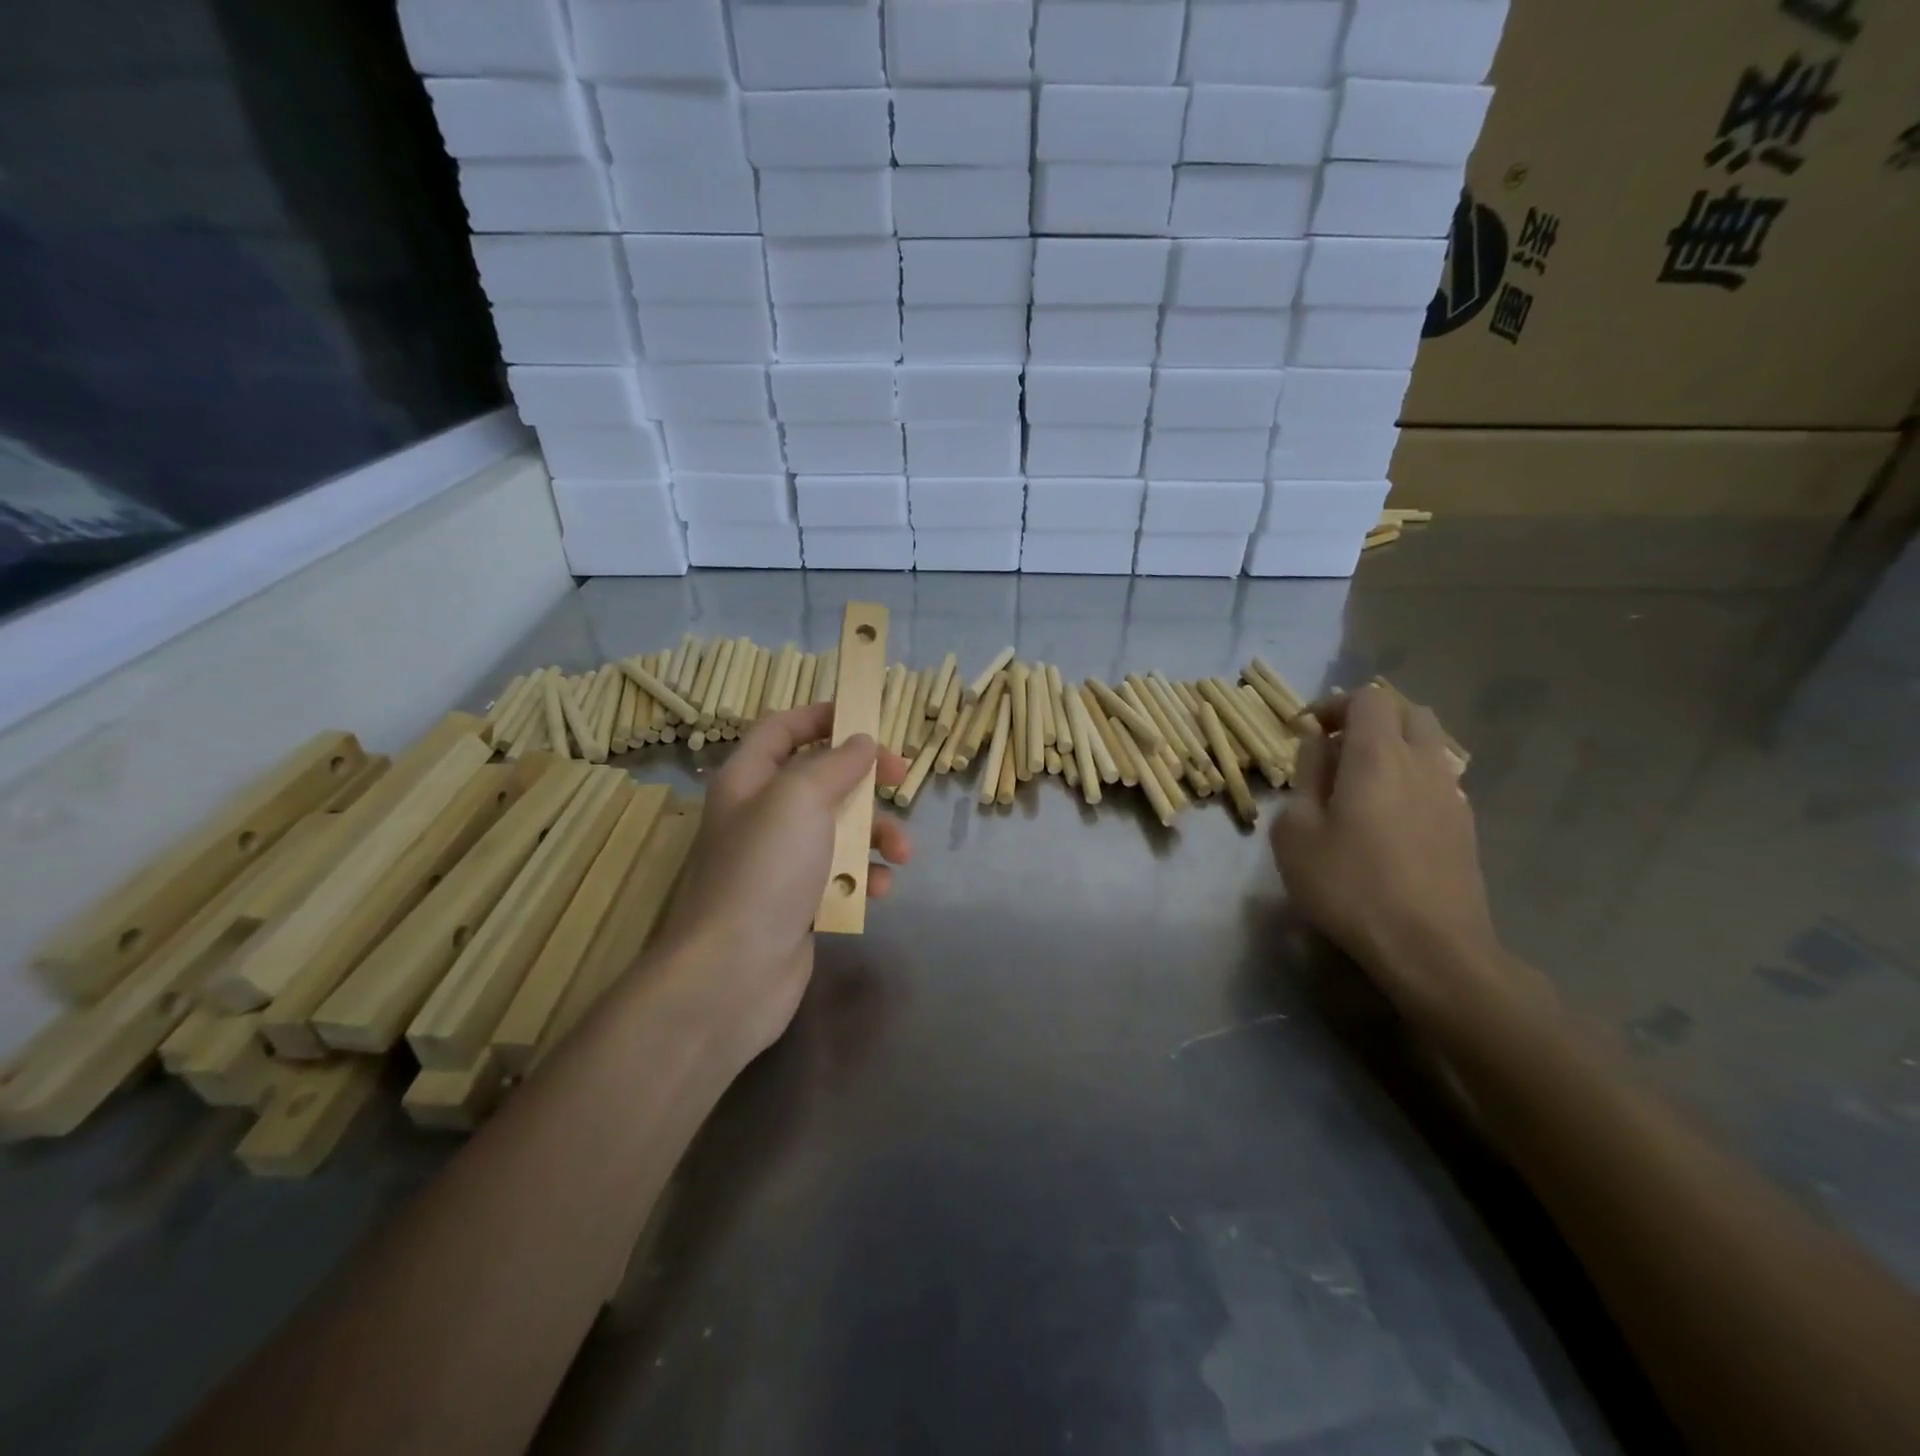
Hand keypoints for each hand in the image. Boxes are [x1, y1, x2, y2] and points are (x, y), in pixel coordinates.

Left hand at [656, 702, 910, 1067]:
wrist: (733, 973)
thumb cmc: (764, 871)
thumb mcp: (799, 800)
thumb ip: (835, 764)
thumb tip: (862, 742)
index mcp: (748, 780)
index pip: (781, 729)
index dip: (821, 716)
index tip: (866, 718)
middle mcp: (762, 815)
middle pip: (820, 778)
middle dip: (864, 781)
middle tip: (900, 780)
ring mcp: (781, 862)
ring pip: (838, 829)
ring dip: (875, 834)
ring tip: (900, 853)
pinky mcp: (799, 901)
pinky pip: (840, 874)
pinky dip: (863, 876)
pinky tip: (879, 889)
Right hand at [1270, 686, 1504, 1023]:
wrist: (1431, 948)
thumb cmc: (1349, 886)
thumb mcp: (1297, 831)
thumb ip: (1306, 777)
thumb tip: (1319, 745)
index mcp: (1378, 757)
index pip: (1368, 698)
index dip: (1333, 704)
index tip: (1305, 731)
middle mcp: (1422, 763)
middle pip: (1406, 712)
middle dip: (1368, 718)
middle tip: (1334, 750)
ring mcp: (1451, 794)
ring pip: (1427, 744)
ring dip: (1392, 747)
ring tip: (1358, 783)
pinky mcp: (1465, 825)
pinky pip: (1436, 778)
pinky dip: (1410, 777)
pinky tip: (1387, 817)